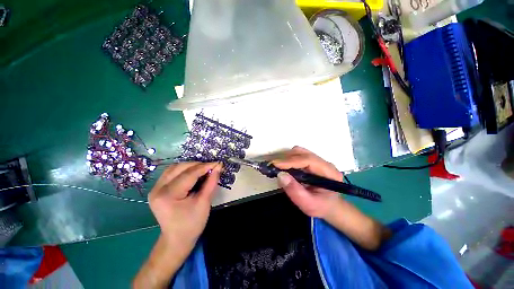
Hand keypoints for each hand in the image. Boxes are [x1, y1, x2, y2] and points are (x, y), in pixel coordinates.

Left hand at [134, 162, 221, 288]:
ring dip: (190, 166)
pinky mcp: (158, 189)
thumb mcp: (204, 203)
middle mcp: (158, 189)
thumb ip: (211, 183)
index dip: (205, 167)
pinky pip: (172, 173)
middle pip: (180, 168)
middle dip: (198, 165)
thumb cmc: (191, 224)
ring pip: (174, 168)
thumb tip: (218, 168)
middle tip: (212, 167)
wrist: (177, 240)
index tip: (218, 164)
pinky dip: (184, 170)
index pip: (189, 174)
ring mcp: (155, 188)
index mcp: (168, 195)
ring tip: (204, 169)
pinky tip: (194, 173)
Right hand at [273, 146, 390, 249]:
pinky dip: (287, 159)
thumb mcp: (308, 204)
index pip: (308, 160)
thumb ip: (295, 191)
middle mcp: (324, 162)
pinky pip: (297, 155)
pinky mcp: (311, 161)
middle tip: (272, 166)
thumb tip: (280, 175)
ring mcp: (317, 160)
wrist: (329, 206)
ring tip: (276, 167)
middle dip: (285, 158)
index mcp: (329, 172)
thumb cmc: (321, 206)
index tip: (275, 164)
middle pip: (302, 153)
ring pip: (299, 152)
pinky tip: (282, 167)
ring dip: (285, 157)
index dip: (290, 161)